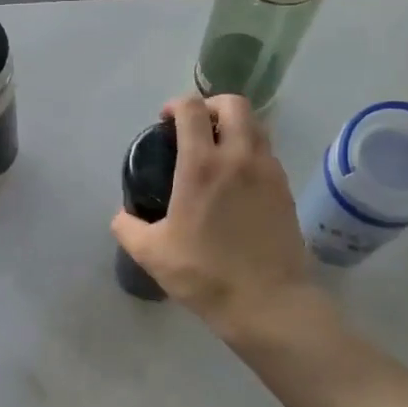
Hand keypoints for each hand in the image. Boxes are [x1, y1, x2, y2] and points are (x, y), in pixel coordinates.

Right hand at [110, 94, 320, 339]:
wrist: (268, 302)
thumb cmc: (205, 274)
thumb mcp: (152, 254)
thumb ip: (128, 228)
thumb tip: (122, 215)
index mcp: (203, 165)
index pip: (192, 109)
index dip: (176, 105)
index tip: (165, 120)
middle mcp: (240, 157)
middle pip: (234, 104)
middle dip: (211, 105)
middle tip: (195, 127)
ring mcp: (268, 171)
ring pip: (256, 126)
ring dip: (234, 126)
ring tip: (216, 151)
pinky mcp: (285, 190)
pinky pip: (267, 153)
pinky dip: (250, 151)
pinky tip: (237, 181)